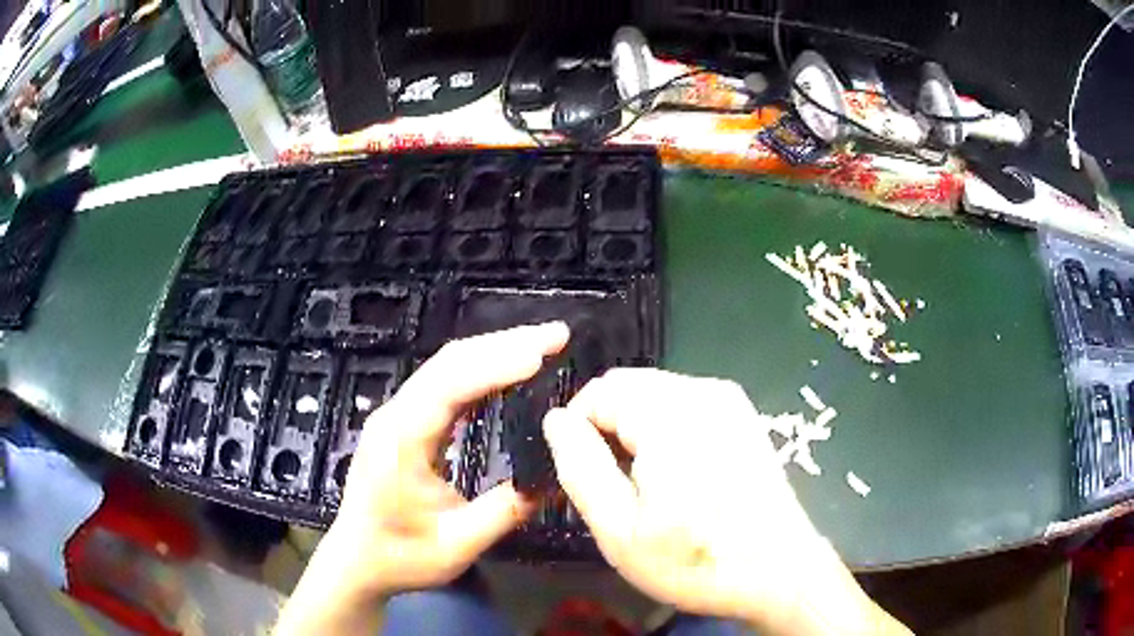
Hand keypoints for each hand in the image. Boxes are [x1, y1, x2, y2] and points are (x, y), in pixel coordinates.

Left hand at [276, 323, 567, 633]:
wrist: (357, 560)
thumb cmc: (402, 556)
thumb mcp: (459, 543)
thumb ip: (507, 510)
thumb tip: (556, 477)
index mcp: (402, 439)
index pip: (450, 385)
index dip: (497, 365)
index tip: (542, 354)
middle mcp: (396, 415)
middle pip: (449, 362)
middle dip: (504, 343)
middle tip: (555, 336)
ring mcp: (397, 415)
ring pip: (446, 367)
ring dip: (493, 351)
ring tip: (540, 346)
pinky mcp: (403, 422)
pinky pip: (443, 384)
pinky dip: (479, 371)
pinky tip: (505, 372)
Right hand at [543, 369, 908, 635]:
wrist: (779, 571)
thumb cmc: (695, 560)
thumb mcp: (619, 528)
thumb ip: (580, 467)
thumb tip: (556, 421)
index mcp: (671, 415)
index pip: (599, 391)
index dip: (578, 429)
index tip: (583, 474)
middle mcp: (704, 392)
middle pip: (629, 387)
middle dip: (607, 428)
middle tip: (612, 484)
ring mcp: (730, 401)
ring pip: (655, 395)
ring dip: (636, 430)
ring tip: (645, 485)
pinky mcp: (743, 415)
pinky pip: (685, 405)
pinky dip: (665, 431)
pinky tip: (678, 476)